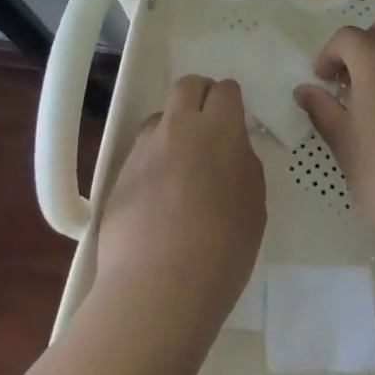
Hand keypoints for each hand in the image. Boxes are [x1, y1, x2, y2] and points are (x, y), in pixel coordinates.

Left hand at [94, 75, 265, 326]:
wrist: (158, 287)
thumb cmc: (222, 250)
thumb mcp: (254, 206)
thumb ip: (243, 166)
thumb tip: (231, 151)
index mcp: (219, 130)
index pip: (225, 90)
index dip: (231, 101)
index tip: (234, 121)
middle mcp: (179, 127)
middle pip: (187, 86)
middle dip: (200, 96)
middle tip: (209, 127)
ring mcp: (144, 148)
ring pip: (160, 118)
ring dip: (173, 129)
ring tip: (181, 167)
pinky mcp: (120, 173)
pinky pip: (141, 152)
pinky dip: (153, 161)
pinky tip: (158, 196)